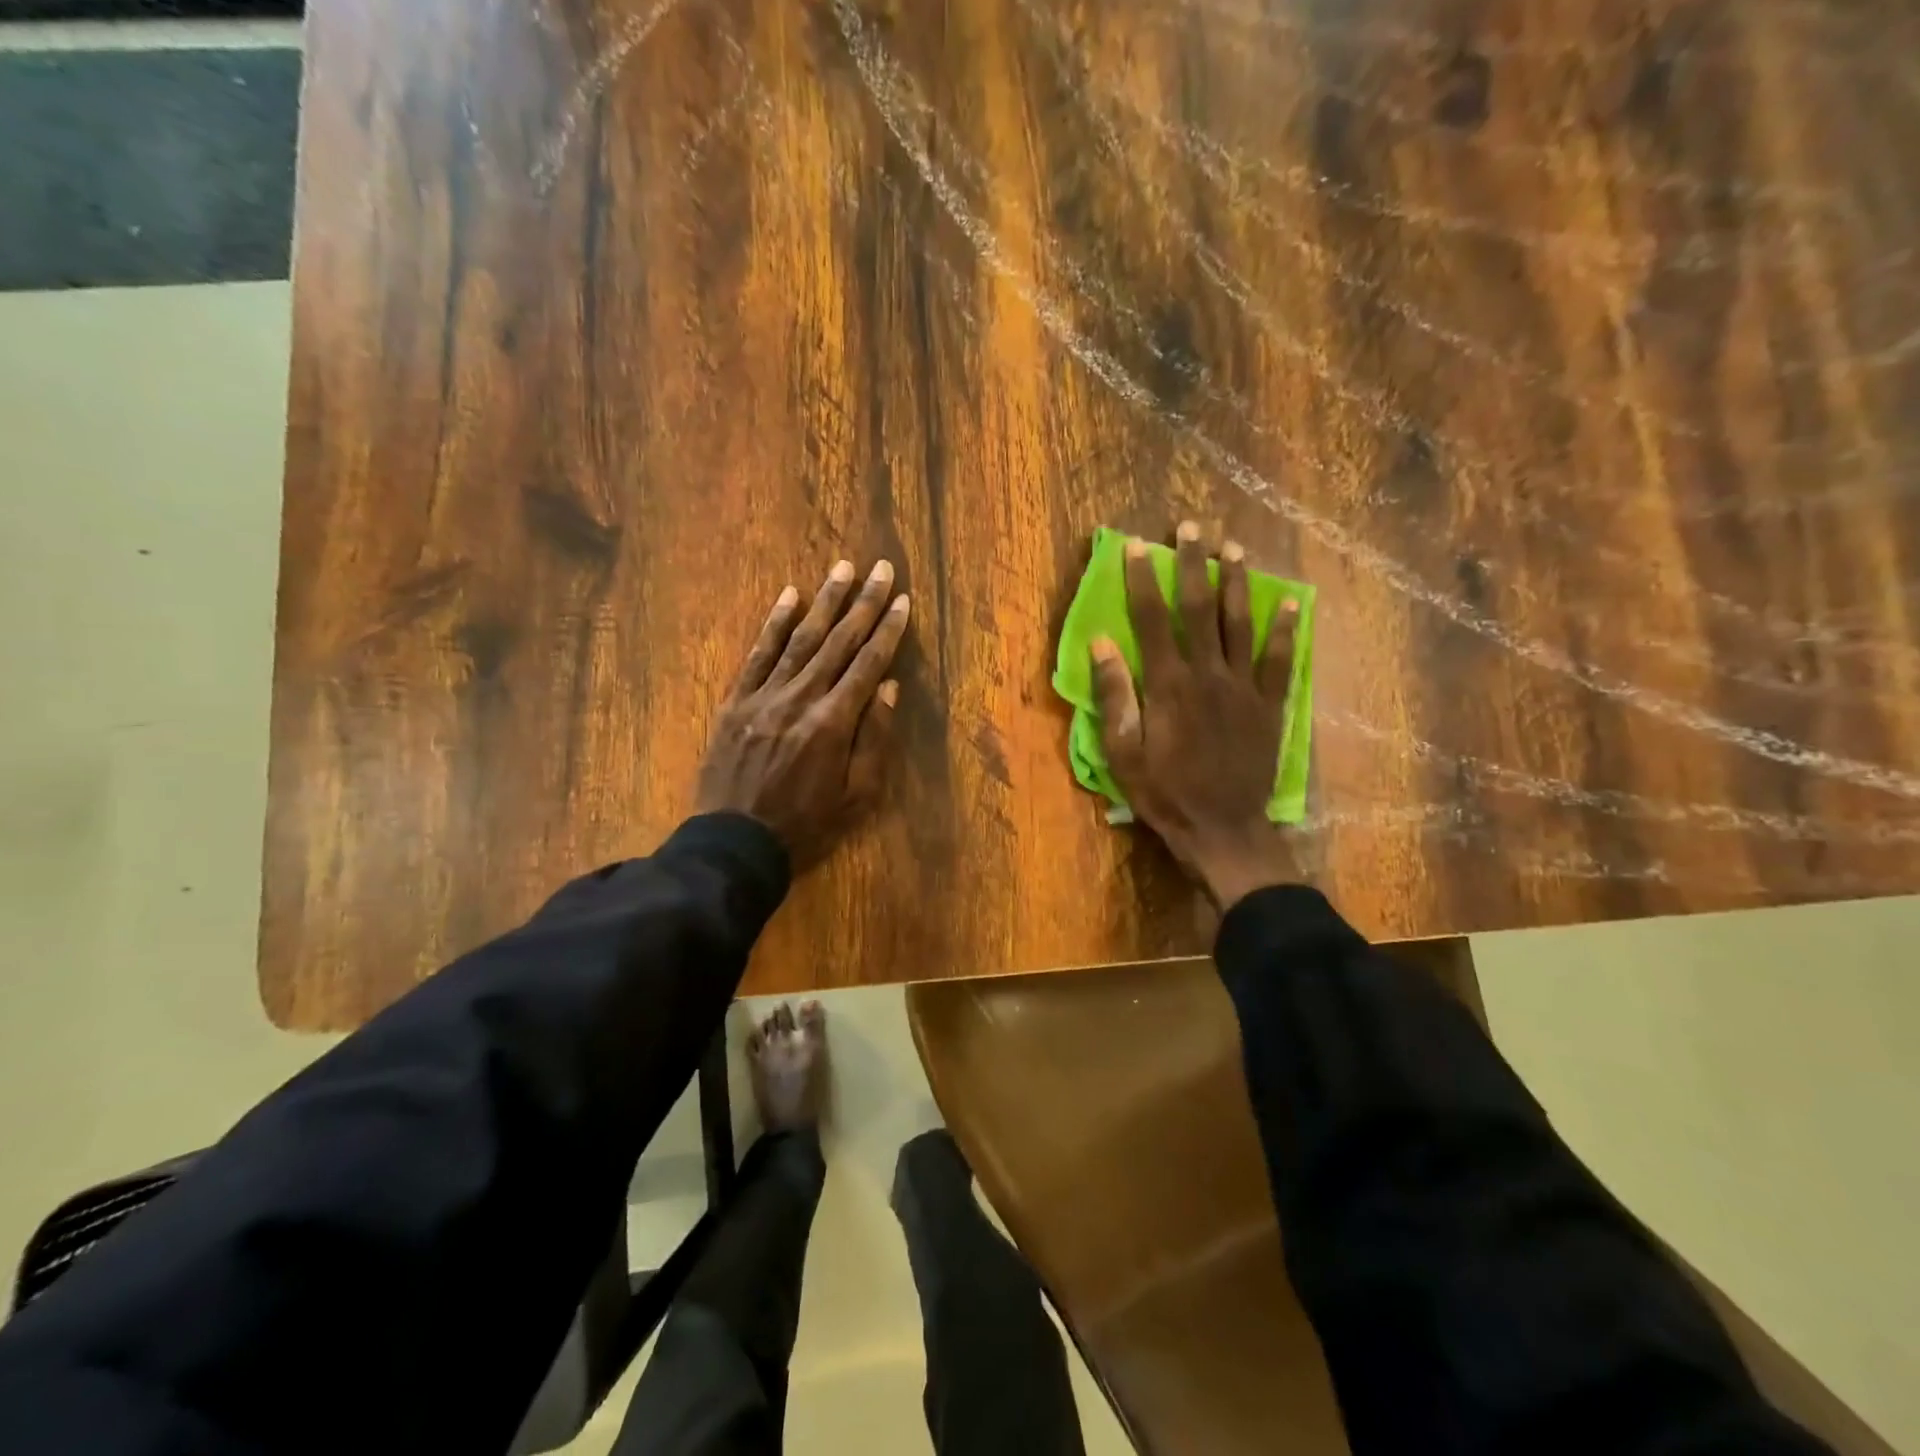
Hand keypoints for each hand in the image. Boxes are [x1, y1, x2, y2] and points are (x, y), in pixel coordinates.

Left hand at [696, 559, 910, 869]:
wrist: (734, 844)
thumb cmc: (806, 825)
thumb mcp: (856, 796)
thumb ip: (873, 739)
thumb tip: (888, 687)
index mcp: (833, 723)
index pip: (867, 664)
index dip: (888, 631)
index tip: (903, 600)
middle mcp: (800, 698)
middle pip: (838, 642)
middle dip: (864, 603)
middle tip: (881, 568)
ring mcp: (764, 696)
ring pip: (799, 639)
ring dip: (824, 601)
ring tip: (843, 568)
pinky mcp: (736, 701)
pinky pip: (757, 655)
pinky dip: (774, 624)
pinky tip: (789, 596)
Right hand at [1091, 522, 1302, 911]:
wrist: (1223, 829)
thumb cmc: (1164, 793)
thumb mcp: (1122, 752)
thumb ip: (1114, 696)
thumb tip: (1101, 643)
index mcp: (1169, 685)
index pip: (1152, 619)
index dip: (1143, 580)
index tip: (1137, 546)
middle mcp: (1208, 674)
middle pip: (1199, 609)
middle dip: (1192, 565)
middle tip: (1191, 528)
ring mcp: (1244, 688)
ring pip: (1240, 624)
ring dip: (1236, 583)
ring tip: (1233, 548)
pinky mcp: (1270, 705)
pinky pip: (1279, 660)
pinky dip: (1285, 629)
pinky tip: (1290, 602)